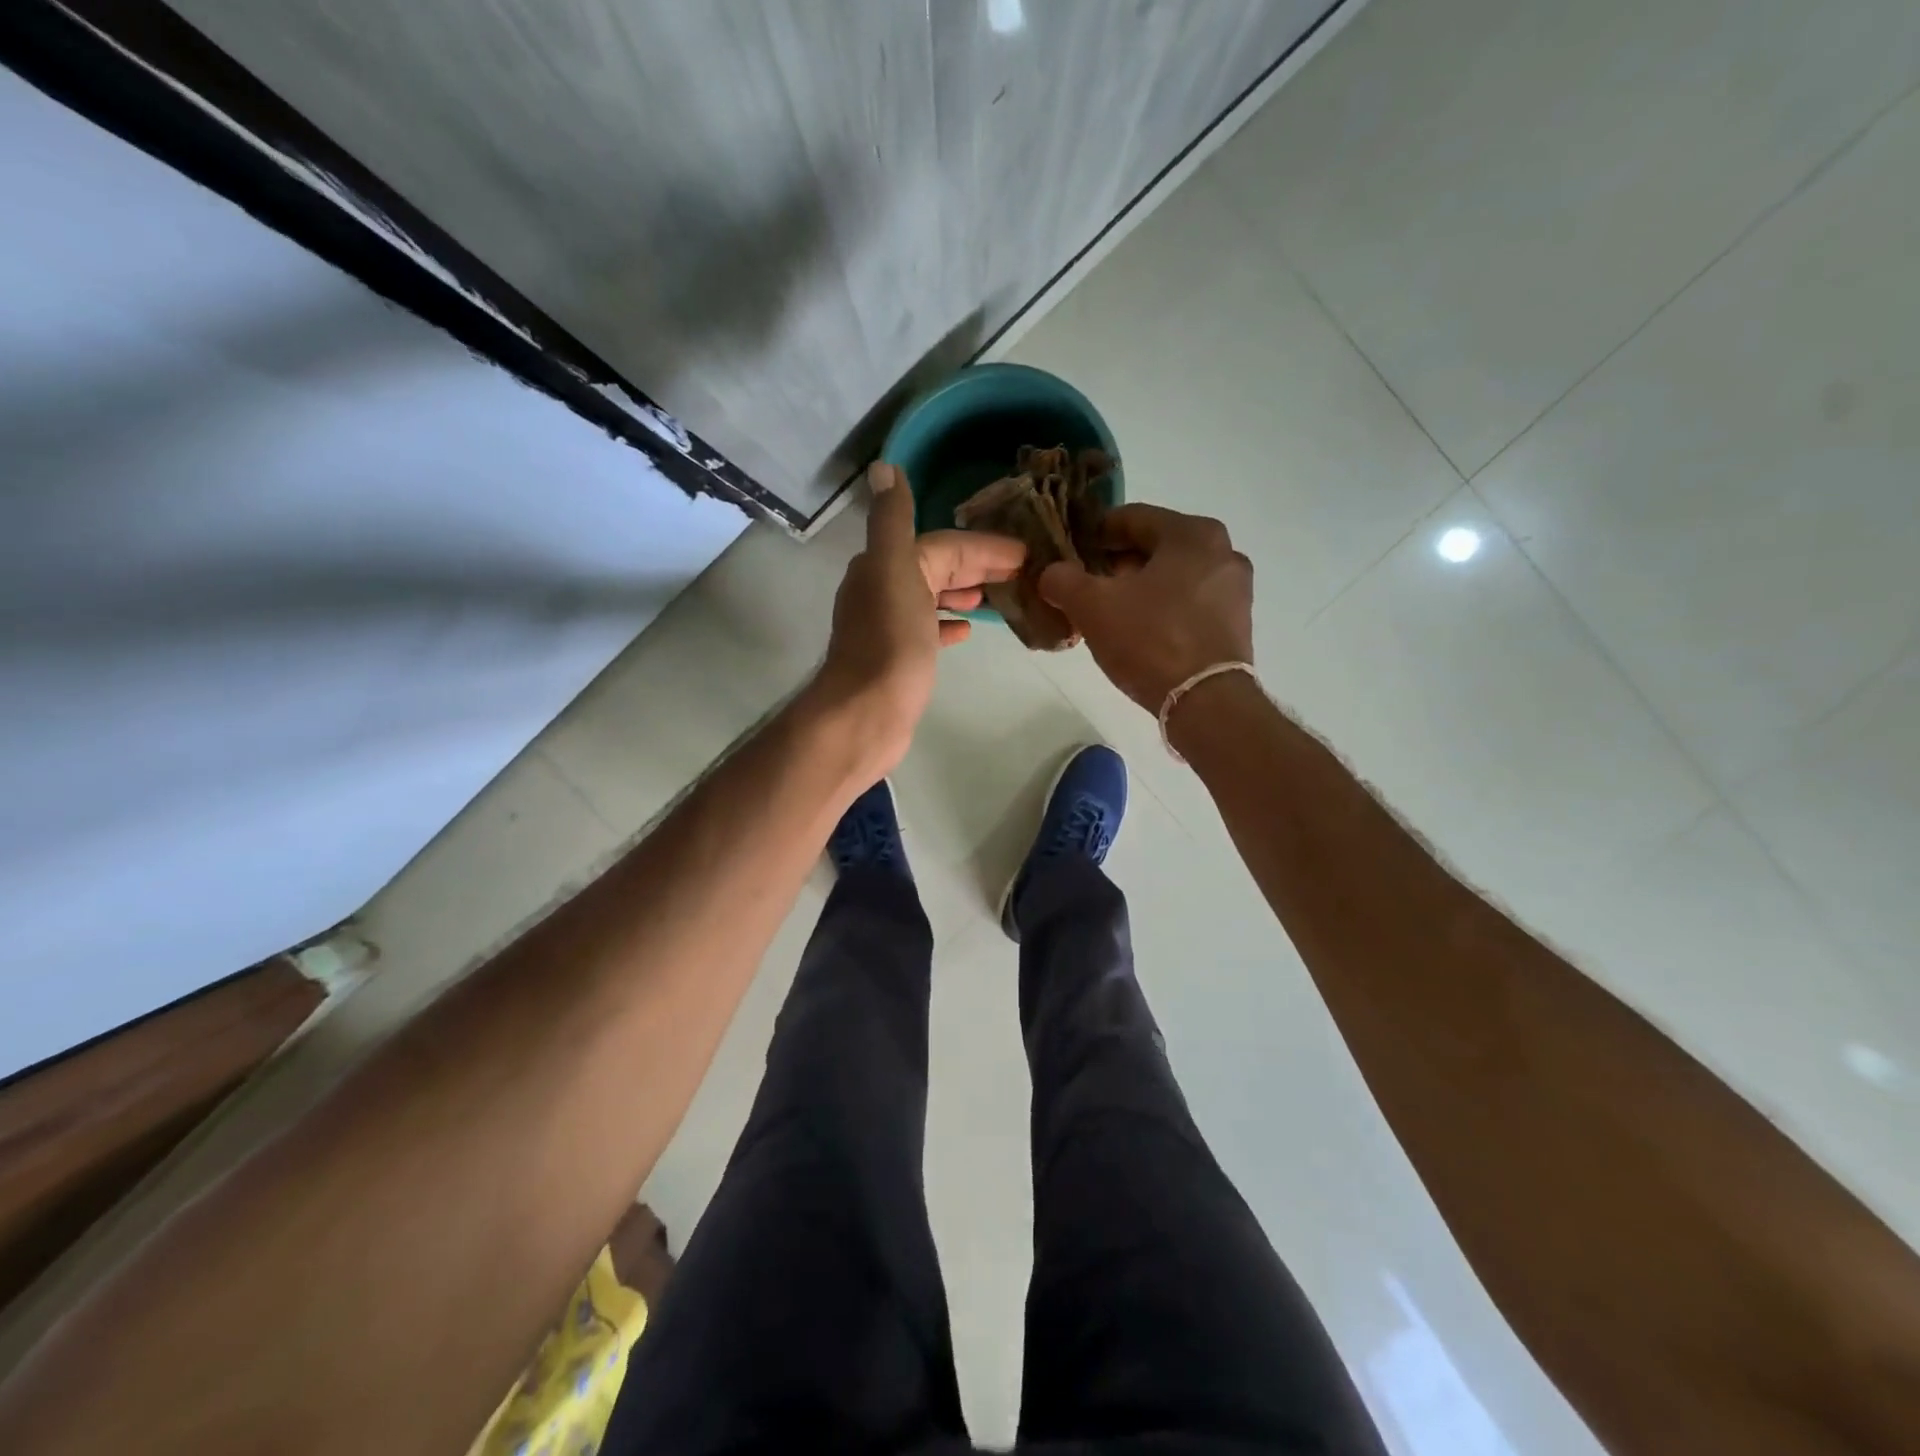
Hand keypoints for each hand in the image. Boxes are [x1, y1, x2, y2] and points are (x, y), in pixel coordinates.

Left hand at [809, 462, 1026, 775]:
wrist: (867, 712)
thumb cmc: (889, 643)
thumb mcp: (894, 571)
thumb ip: (892, 520)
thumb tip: (884, 467)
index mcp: (884, 565)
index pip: (941, 545)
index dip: (982, 546)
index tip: (1023, 552)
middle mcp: (881, 589)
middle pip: (937, 568)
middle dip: (976, 565)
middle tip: (1022, 571)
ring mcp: (888, 627)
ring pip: (932, 597)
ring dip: (962, 592)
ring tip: (996, 595)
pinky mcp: (897, 659)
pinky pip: (927, 630)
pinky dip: (947, 624)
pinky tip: (967, 631)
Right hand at [1038, 504, 1253, 712]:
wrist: (1206, 703)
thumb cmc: (1151, 640)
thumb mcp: (1092, 606)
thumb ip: (1063, 580)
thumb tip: (1051, 574)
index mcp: (1192, 533)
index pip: (1131, 518)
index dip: (1094, 533)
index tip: (1069, 552)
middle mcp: (1223, 552)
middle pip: (1154, 548)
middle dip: (1115, 564)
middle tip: (1084, 586)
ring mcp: (1234, 590)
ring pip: (1172, 577)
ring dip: (1137, 589)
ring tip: (1106, 613)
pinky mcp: (1236, 624)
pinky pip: (1189, 604)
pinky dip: (1161, 610)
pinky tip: (1138, 633)